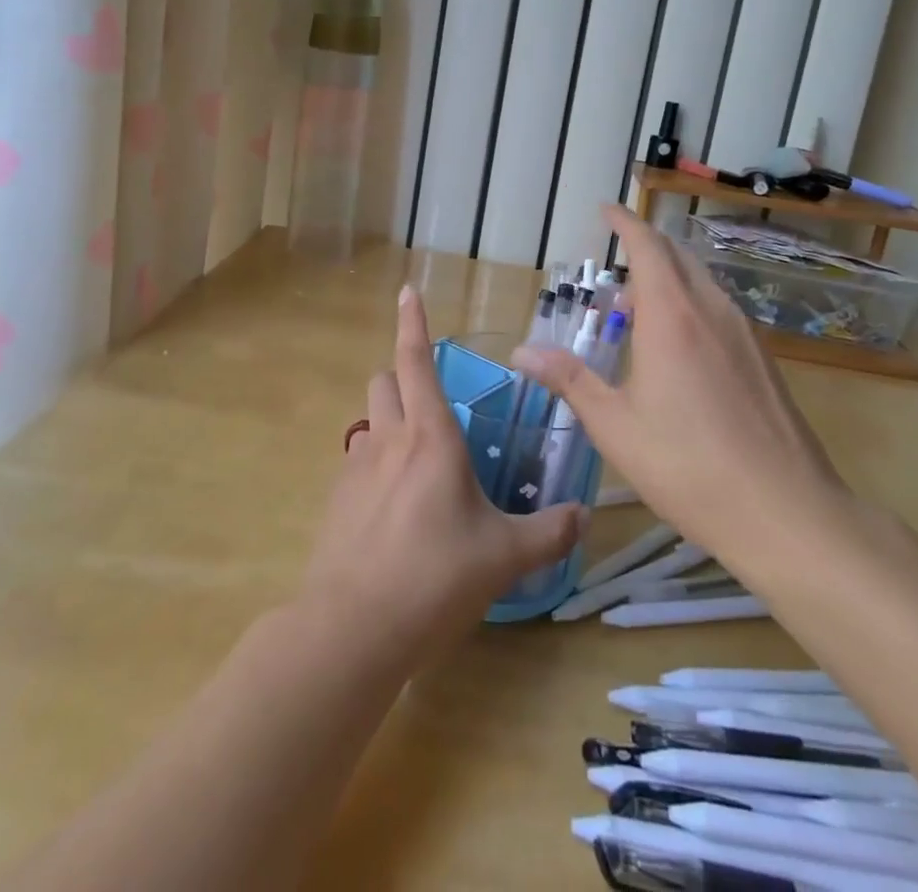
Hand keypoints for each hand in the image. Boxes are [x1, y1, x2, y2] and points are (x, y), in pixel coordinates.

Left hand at [298, 285, 585, 666]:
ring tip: (418, 465)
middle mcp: (389, 439)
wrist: (353, 628)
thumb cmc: (435, 576)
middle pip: (384, 381)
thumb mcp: (505, 557)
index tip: (406, 290)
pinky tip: (394, 512)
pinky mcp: (335, 500)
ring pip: (369, 420)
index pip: (417, 361)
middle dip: (403, 378)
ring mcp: (356, 468)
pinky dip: (375, 466)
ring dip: (389, 423)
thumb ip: (548, 533)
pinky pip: (357, 462)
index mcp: (431, 437)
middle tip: (432, 408)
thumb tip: (582, 517)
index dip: (412, 322)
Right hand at [512, 204, 857, 585]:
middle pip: (677, 257)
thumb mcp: (615, 425)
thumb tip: (521, 351)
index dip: (625, 222)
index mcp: (672, 316)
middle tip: (616, 262)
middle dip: (645, 247)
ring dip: (669, 278)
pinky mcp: (764, 360)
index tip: (606, 209)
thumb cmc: (689, 465)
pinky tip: (680, 344)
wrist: (787, 512)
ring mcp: (745, 334)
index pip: (647, 246)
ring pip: (702, 282)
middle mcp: (712, 311)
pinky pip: (720, 309)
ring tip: (638, 307)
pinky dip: (691, 303)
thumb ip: (569, 380)